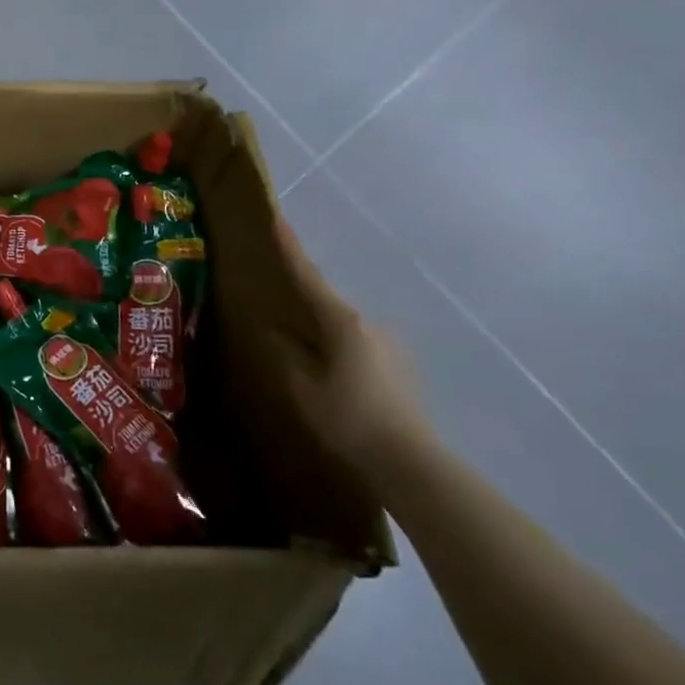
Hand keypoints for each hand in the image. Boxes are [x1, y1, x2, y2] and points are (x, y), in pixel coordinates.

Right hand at [273, 215, 435, 478]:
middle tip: (273, 305)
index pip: (306, 275)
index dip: (288, 246)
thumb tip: (270, 327)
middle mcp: (369, 324)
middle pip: (325, 303)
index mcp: (342, 321)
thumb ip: (284, 352)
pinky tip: (330, 378)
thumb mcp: (301, 386)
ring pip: (343, 329)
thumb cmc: (349, 421)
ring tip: (300, 352)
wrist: (414, 468)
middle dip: (300, 301)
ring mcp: (390, 347)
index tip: (274, 216)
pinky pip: (358, 350)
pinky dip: (338, 353)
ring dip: (321, 333)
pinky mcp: (402, 372)